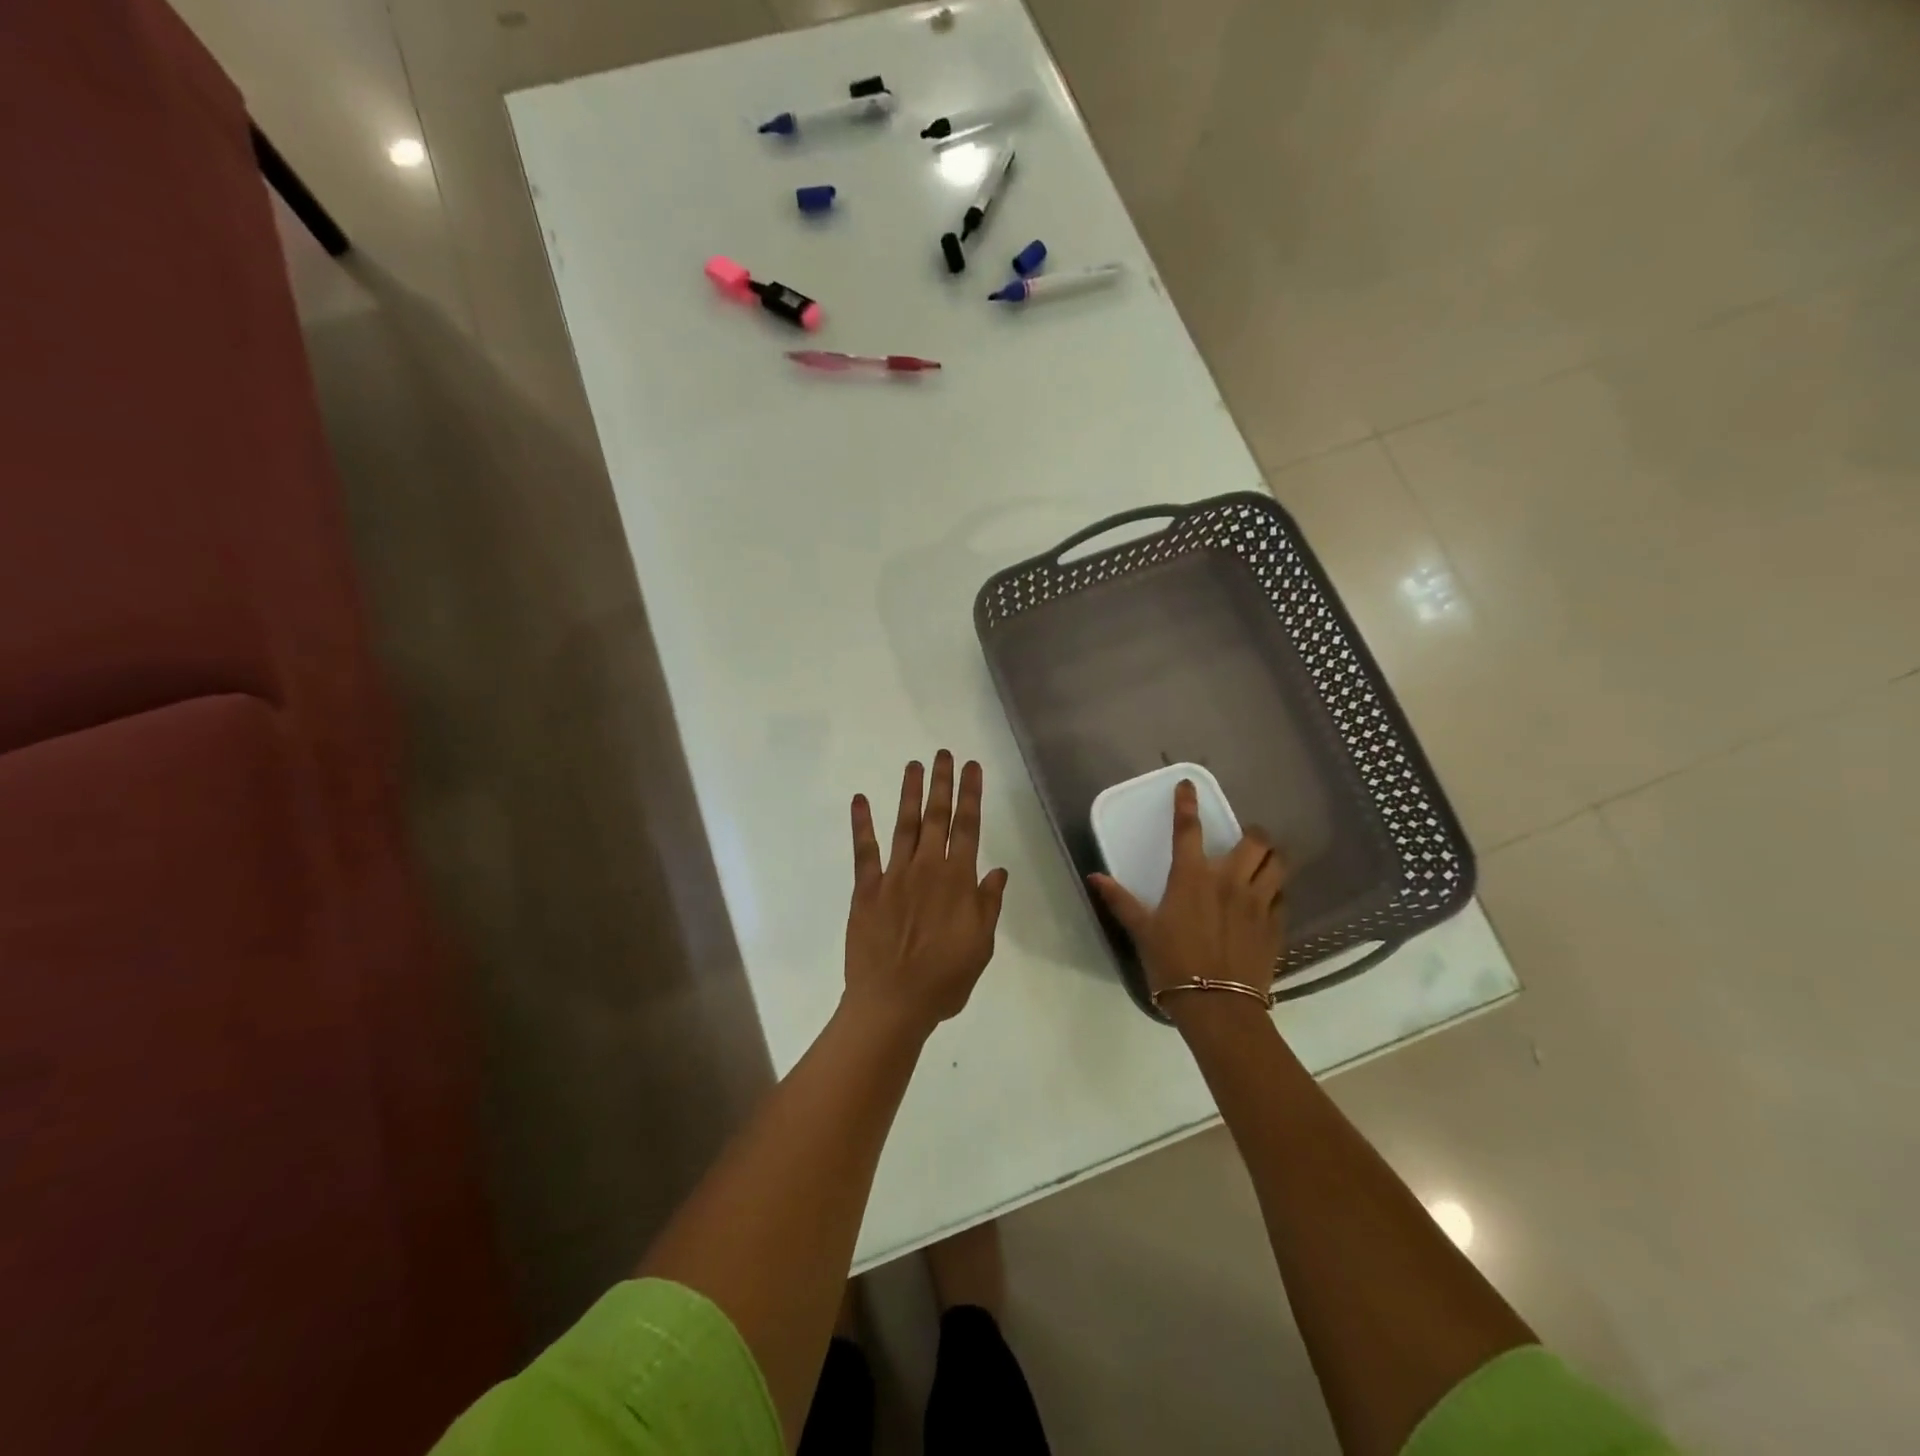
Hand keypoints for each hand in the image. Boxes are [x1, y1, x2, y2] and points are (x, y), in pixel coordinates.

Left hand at [844, 751, 1008, 1034]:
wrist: (892, 1003)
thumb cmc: (944, 980)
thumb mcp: (981, 946)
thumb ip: (988, 905)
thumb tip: (998, 872)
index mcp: (958, 881)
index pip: (968, 827)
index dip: (971, 794)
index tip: (973, 767)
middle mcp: (927, 869)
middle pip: (937, 817)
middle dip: (942, 783)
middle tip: (943, 754)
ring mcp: (894, 876)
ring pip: (905, 825)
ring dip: (910, 793)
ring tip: (914, 765)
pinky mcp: (866, 889)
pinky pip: (864, 850)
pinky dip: (862, 824)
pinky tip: (860, 800)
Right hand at [1088, 779, 1285, 1003]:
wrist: (1218, 1006)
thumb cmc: (1173, 964)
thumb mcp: (1142, 931)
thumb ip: (1120, 901)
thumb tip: (1094, 877)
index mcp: (1192, 877)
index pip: (1189, 829)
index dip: (1187, 803)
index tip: (1188, 785)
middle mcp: (1229, 881)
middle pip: (1254, 841)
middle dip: (1252, 832)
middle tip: (1244, 837)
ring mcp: (1257, 902)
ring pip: (1277, 864)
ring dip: (1271, 857)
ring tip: (1263, 860)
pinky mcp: (1275, 925)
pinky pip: (1283, 896)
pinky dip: (1277, 889)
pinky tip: (1268, 897)